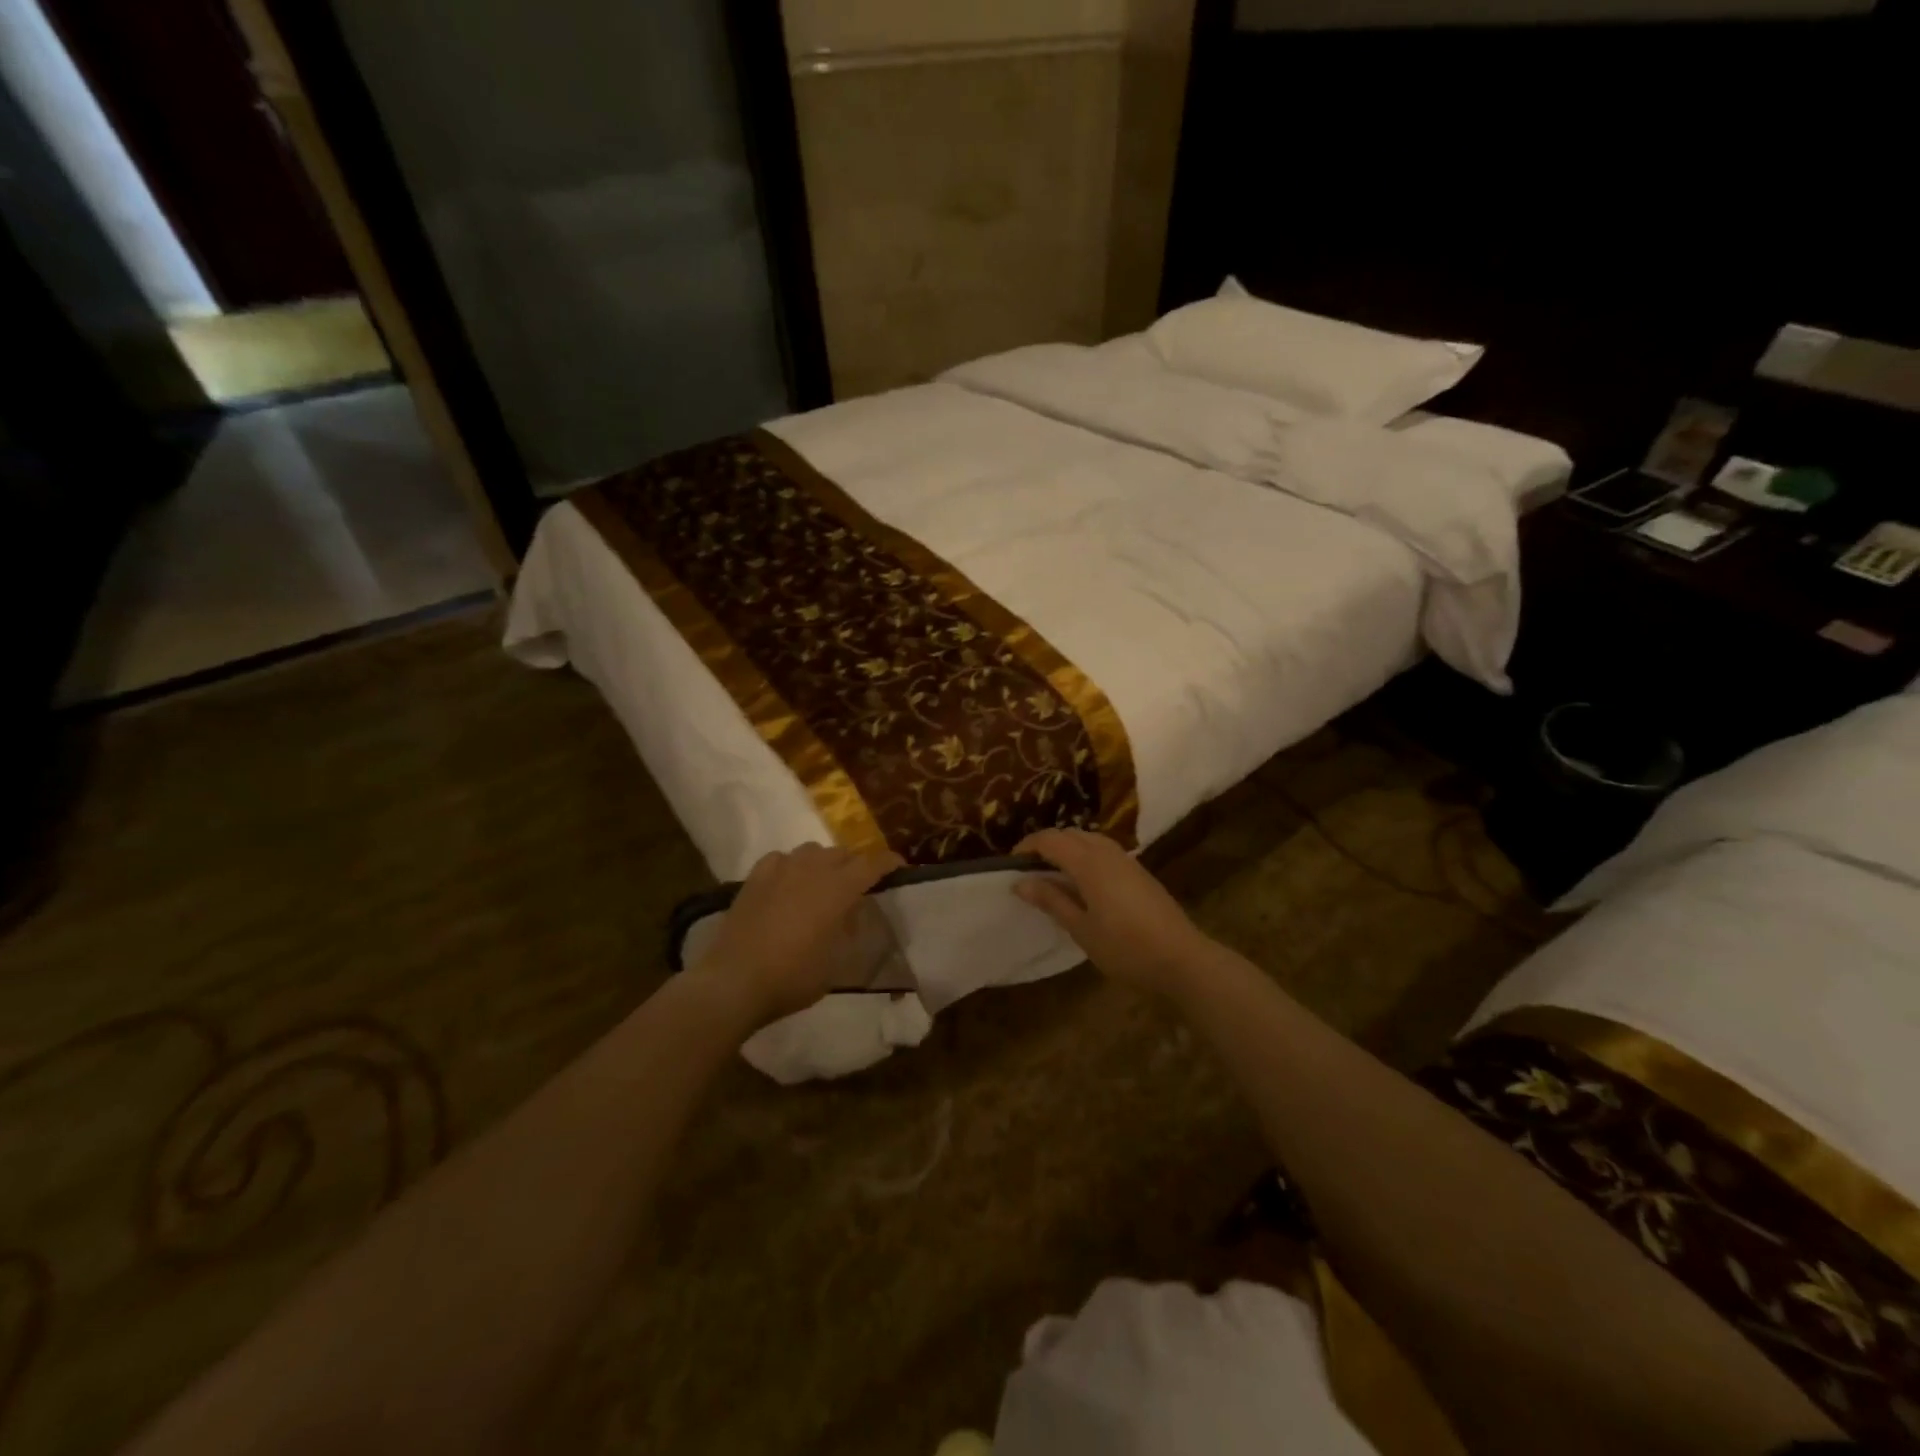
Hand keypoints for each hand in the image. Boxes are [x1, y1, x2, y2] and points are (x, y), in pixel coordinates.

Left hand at [691, 843, 904, 1025]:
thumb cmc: (793, 977)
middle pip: (842, 854)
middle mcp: (812, 869)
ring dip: (823, 862)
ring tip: (822, 882)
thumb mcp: (836, 962)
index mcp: (838, 889)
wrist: (735, 981)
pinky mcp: (755, 877)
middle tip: (858, 885)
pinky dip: (791, 865)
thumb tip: (849, 915)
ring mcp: (781, 870)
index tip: (898, 865)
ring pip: (811, 850)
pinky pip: (781, 858)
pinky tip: (788, 882)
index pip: (871, 864)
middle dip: (855, 865)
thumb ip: (847, 931)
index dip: (888, 862)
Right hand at [1012, 829, 1212, 995]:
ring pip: (1089, 839)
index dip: (1028, 846)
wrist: (1181, 959)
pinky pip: (1104, 850)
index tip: (1011, 864)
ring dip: (1067, 847)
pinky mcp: (1139, 871)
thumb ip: (1051, 900)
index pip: (1050, 840)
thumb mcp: (1081, 929)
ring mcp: (1126, 860)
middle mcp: (1107, 853)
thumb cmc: (1125, 948)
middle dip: (1046, 844)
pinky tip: (1083, 881)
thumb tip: (1019, 882)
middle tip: (1029, 870)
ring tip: (1052, 874)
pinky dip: (1085, 854)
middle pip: (1070, 834)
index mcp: (1089, 863)